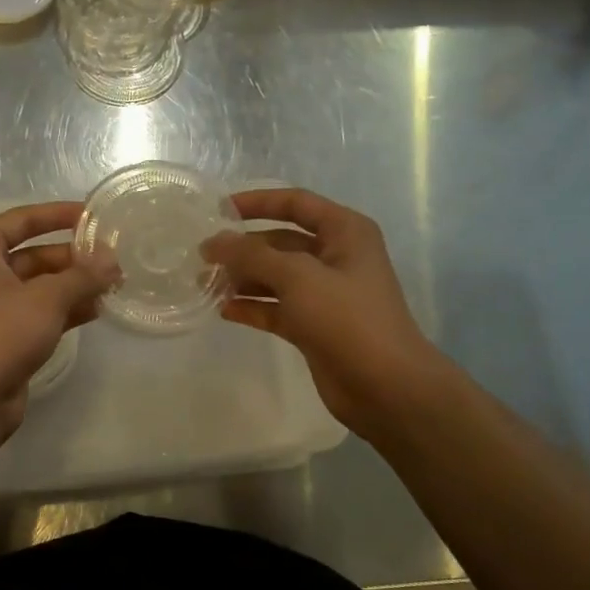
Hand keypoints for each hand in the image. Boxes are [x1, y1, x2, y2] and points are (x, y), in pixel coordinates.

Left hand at [0, 201, 116, 440]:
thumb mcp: (46, 297)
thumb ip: (82, 275)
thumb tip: (111, 259)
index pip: (22, 220)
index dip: (58, 215)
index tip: (93, 215)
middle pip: (33, 254)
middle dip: (73, 258)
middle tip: (113, 259)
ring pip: (39, 287)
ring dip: (74, 285)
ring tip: (113, 284)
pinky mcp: (4, 338)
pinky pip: (39, 313)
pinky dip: (65, 310)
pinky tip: (97, 310)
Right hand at [203, 189, 447, 439]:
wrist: (386, 387)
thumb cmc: (347, 319)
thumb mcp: (297, 277)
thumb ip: (251, 256)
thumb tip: (214, 241)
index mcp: (344, 232)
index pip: (295, 203)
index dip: (257, 202)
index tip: (218, 210)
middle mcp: (335, 257)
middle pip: (280, 242)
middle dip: (243, 248)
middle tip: (202, 257)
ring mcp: (325, 294)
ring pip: (275, 277)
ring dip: (243, 279)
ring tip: (206, 284)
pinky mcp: (314, 326)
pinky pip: (276, 308)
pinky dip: (252, 307)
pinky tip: (223, 309)